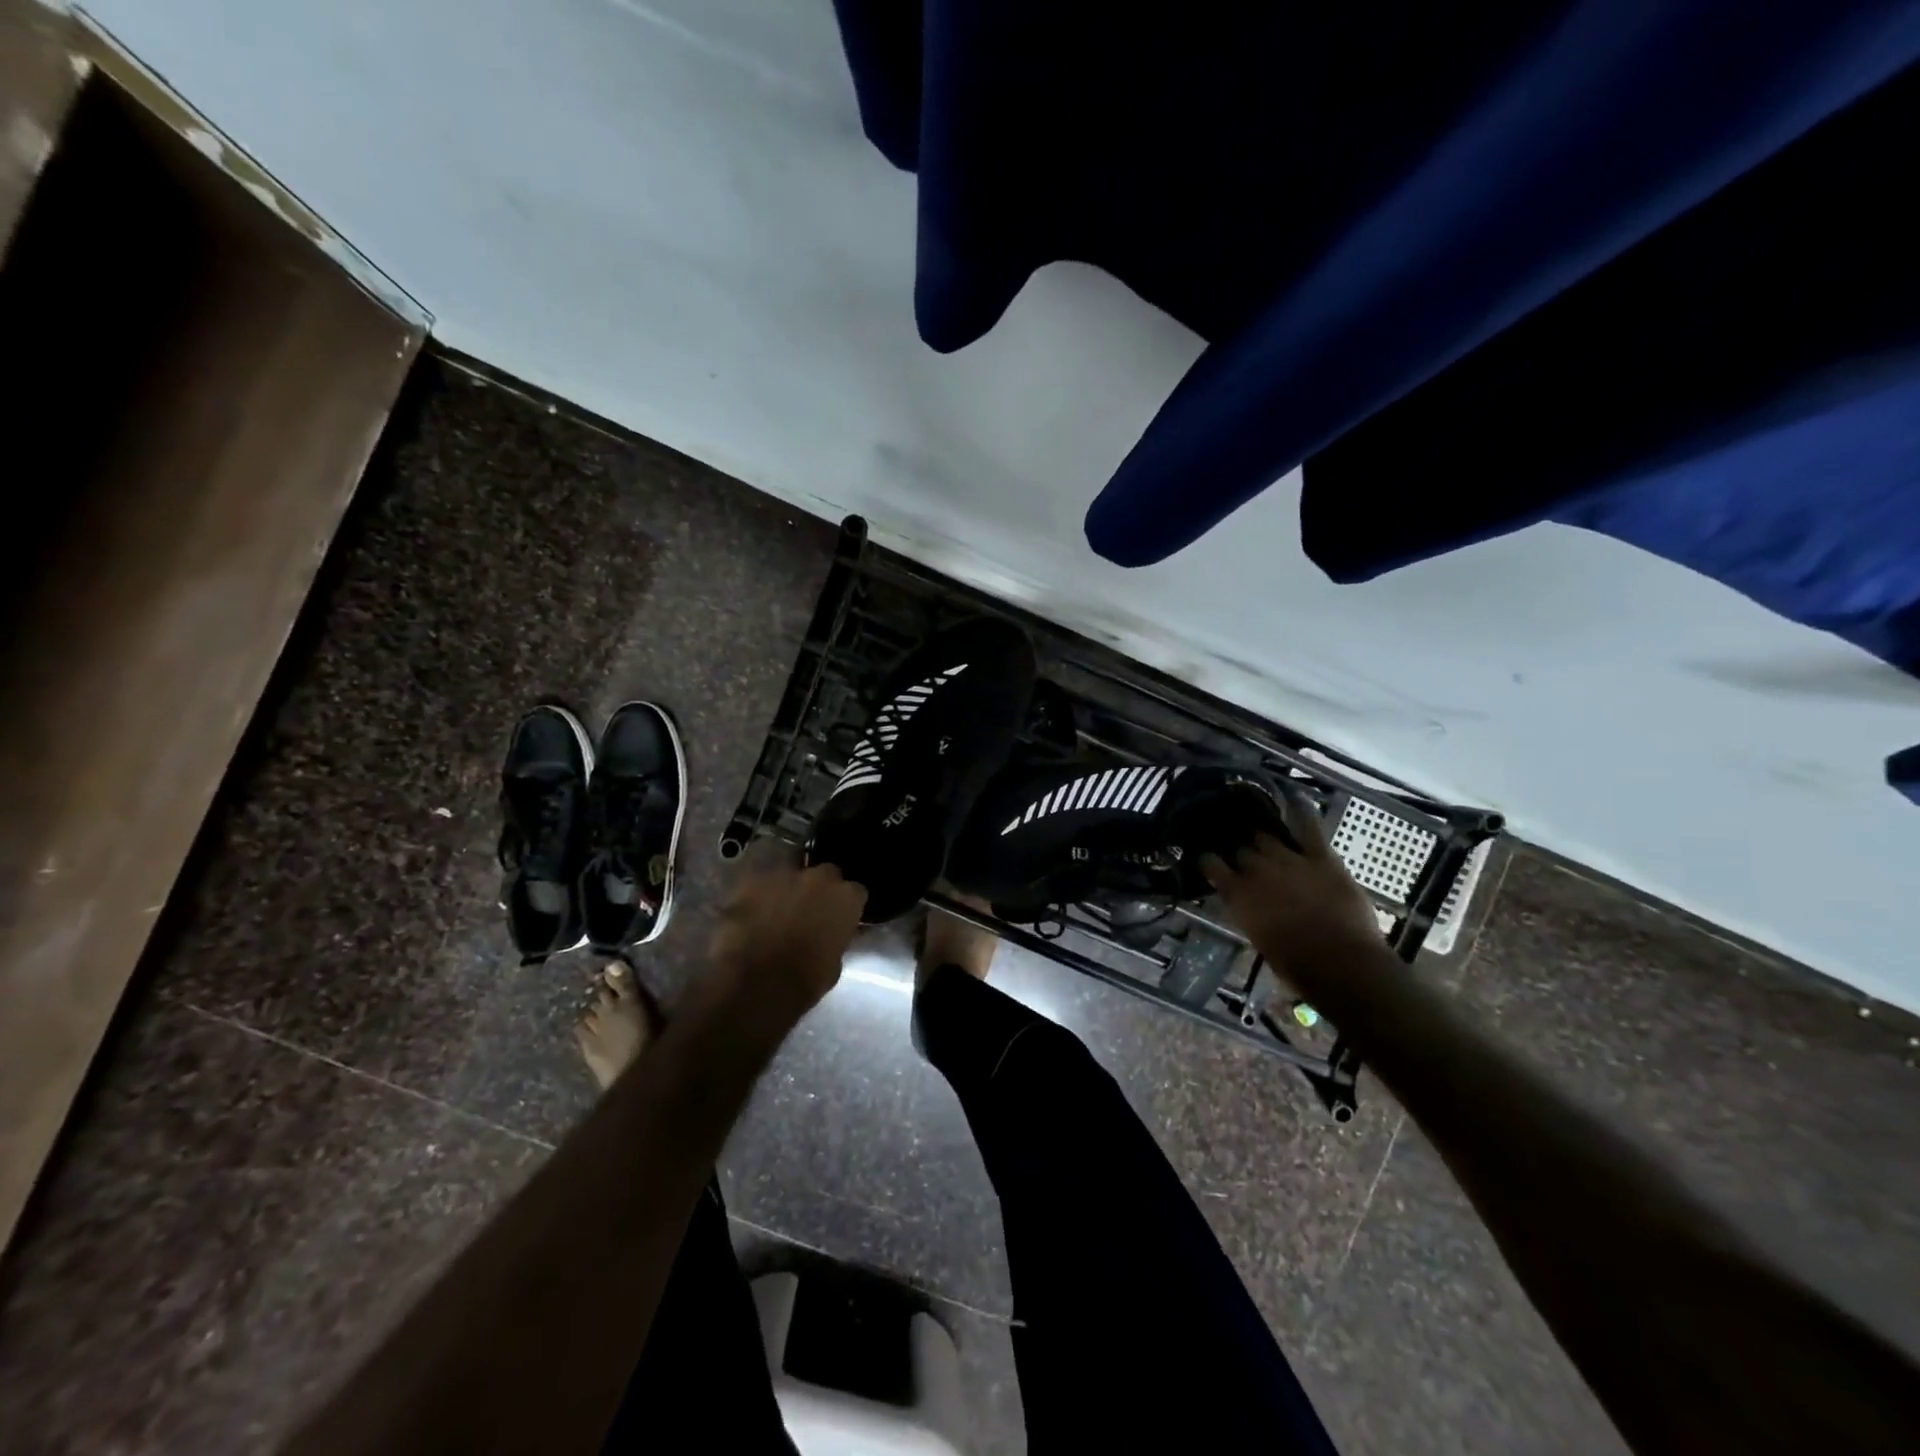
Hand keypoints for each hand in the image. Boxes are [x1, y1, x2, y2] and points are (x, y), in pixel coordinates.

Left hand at [706, 845, 867, 1032]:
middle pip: (826, 874)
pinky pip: (760, 882)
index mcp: (846, 898)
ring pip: (791, 873)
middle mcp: (819, 878)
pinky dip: (758, 894)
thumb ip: (835, 939)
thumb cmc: (803, 982)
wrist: (754, 982)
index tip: (839, 919)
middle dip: (819, 889)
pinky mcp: (752, 880)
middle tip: (809, 911)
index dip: (846, 906)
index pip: (856, 893)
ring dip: (788, 888)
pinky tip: (752, 911)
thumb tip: (830, 936)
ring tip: (777, 909)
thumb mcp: (834, 965)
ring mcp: (784, 874)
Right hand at [1200, 791, 1381, 983]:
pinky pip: (1308, 825)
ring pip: (1267, 836)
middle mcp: (1257, 871)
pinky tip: (1293, 795)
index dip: (1209, 859)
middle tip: (1241, 848)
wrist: (1342, 965)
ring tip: (1260, 828)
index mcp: (1238, 895)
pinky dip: (1300, 809)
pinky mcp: (1321, 856)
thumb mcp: (1259, 940)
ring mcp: (1289, 859)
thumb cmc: (1297, 966)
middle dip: (1239, 848)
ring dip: (1262, 834)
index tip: (1208, 857)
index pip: (1211, 864)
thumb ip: (1249, 913)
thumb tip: (1247, 903)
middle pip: (1242, 849)